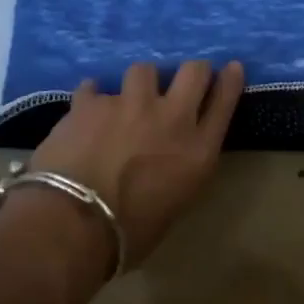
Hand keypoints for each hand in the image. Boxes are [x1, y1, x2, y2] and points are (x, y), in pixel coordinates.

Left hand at [29, 60, 244, 268]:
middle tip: (182, 80)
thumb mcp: (174, 204)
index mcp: (198, 151)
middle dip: (193, 71)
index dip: (230, 81)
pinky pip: (94, 88)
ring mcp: (131, 104)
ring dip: (140, 83)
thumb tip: (170, 159)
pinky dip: (92, 98)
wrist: (72, 225)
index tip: (232, 68)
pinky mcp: (92, 103)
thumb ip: (180, 170)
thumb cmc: (128, 235)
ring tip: (128, 98)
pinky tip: (87, 109)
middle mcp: (171, 118)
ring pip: (144, 70)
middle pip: (194, 72)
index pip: (224, 102)